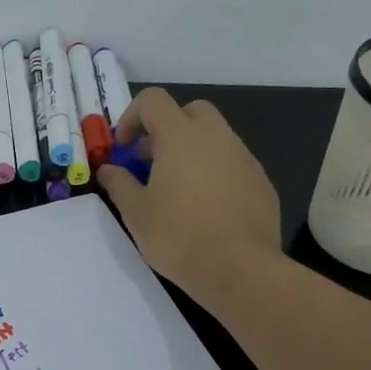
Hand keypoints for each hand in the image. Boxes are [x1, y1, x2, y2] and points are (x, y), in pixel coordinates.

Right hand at [97, 87, 281, 306]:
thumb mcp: (135, 212)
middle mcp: (216, 137)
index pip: (153, 100)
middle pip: (190, 111)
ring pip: (215, 138)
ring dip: (192, 151)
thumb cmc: (178, 236)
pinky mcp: (262, 182)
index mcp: (181, 136)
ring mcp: (244, 158)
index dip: (131, 117)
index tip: (123, 148)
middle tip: (151, 162)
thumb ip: (119, 184)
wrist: (239, 268)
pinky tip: (206, 208)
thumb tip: (109, 170)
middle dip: (167, 128)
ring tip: (177, 189)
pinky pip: (233, 164)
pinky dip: (215, 173)